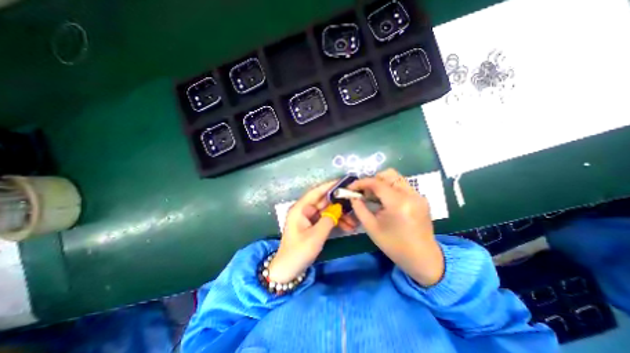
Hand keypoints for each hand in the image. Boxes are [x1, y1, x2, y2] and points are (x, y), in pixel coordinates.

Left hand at [269, 180, 358, 282]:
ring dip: (340, 215)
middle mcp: (304, 210)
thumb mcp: (316, 236)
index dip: (329, 186)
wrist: (288, 270)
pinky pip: (326, 219)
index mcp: (300, 208)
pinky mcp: (312, 225)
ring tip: (354, 221)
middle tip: (355, 202)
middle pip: (324, 201)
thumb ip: (328, 220)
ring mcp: (309, 218)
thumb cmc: (299, 252)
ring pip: (327, 211)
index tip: (343, 182)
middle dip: (339, 203)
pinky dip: (336, 222)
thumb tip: (338, 209)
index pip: (316, 192)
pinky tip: (348, 226)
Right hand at [349, 168, 441, 286]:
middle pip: (389, 174)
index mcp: (398, 204)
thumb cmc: (394, 245)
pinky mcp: (420, 198)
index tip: (351, 187)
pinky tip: (385, 201)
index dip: (361, 182)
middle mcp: (411, 195)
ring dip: (381, 183)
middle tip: (365, 193)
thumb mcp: (371, 228)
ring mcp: (418, 195)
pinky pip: (402, 186)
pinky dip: (390, 188)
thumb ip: (359, 208)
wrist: (423, 258)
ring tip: (374, 197)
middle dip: (373, 180)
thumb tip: (353, 196)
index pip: (377, 183)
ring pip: (396, 178)